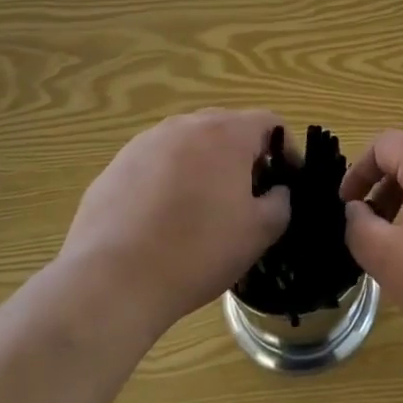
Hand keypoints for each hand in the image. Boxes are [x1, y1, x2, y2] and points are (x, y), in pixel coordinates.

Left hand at [58, 109, 290, 337]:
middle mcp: (186, 124)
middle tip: (250, 195)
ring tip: (204, 208)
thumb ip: (280, 202)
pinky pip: (156, 164)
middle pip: (227, 128)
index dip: (287, 149)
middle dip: (244, 156)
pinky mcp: (116, 166)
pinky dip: (169, 181)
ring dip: (205, 166)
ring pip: (189, 144)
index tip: (289, 181)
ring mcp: (146, 142)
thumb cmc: (197, 250)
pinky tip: (163, 220)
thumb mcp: (258, 232)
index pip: (270, 122)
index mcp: (226, 133)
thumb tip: (276, 192)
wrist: (113, 280)